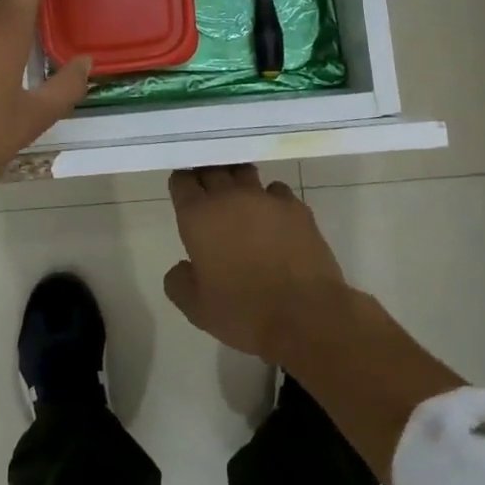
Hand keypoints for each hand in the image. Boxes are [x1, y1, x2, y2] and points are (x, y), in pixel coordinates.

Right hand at [162, 165, 349, 364]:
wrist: (306, 316)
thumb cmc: (244, 312)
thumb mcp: (197, 309)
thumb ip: (179, 283)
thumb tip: (181, 267)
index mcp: (198, 216)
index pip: (182, 180)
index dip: (182, 184)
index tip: (185, 194)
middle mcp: (229, 196)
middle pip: (212, 168)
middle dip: (207, 177)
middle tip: (208, 194)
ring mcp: (265, 197)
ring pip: (244, 172)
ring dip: (237, 182)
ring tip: (240, 201)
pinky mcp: (295, 206)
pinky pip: (276, 190)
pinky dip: (270, 199)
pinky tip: (274, 218)